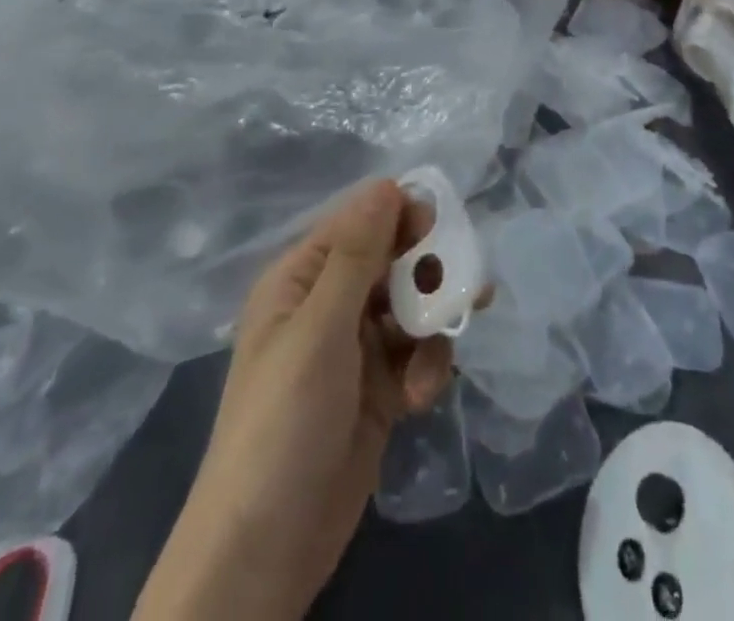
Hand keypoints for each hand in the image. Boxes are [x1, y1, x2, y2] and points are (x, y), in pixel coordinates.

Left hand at [136, 180, 451, 620]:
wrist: (265, 550)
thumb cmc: (284, 420)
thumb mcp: (320, 329)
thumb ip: (357, 255)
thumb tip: (388, 183)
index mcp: (302, 279)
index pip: (359, 224)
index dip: (401, 217)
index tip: (444, 223)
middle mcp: (328, 306)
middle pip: (391, 264)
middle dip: (428, 273)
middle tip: (467, 284)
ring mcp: (354, 351)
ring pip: (410, 310)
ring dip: (432, 325)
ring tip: (448, 344)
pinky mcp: (378, 392)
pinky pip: (414, 357)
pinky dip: (425, 369)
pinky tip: (421, 398)